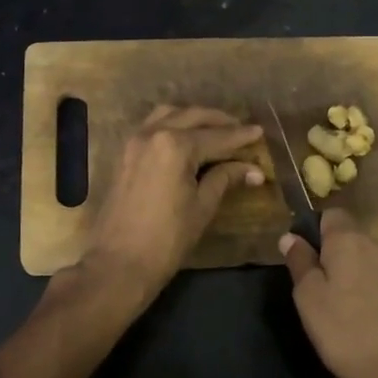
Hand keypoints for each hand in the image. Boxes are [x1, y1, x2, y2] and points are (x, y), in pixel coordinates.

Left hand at [88, 106, 264, 298]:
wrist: (119, 262)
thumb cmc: (167, 238)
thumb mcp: (202, 206)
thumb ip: (225, 178)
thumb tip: (253, 170)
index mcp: (176, 145)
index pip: (216, 136)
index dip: (240, 136)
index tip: (259, 132)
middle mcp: (153, 134)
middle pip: (192, 117)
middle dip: (219, 121)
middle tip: (240, 129)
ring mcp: (134, 142)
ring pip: (169, 115)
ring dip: (193, 118)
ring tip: (214, 130)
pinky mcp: (124, 154)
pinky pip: (151, 126)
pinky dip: (172, 125)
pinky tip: (185, 138)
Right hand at [281, 209, 377, 377]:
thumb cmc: (346, 332)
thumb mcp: (309, 298)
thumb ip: (300, 263)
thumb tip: (291, 237)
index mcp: (351, 241)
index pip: (331, 215)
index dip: (314, 232)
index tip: (303, 261)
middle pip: (350, 247)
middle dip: (333, 269)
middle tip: (317, 306)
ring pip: (365, 276)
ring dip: (350, 297)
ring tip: (339, 336)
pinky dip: (369, 314)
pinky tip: (361, 348)